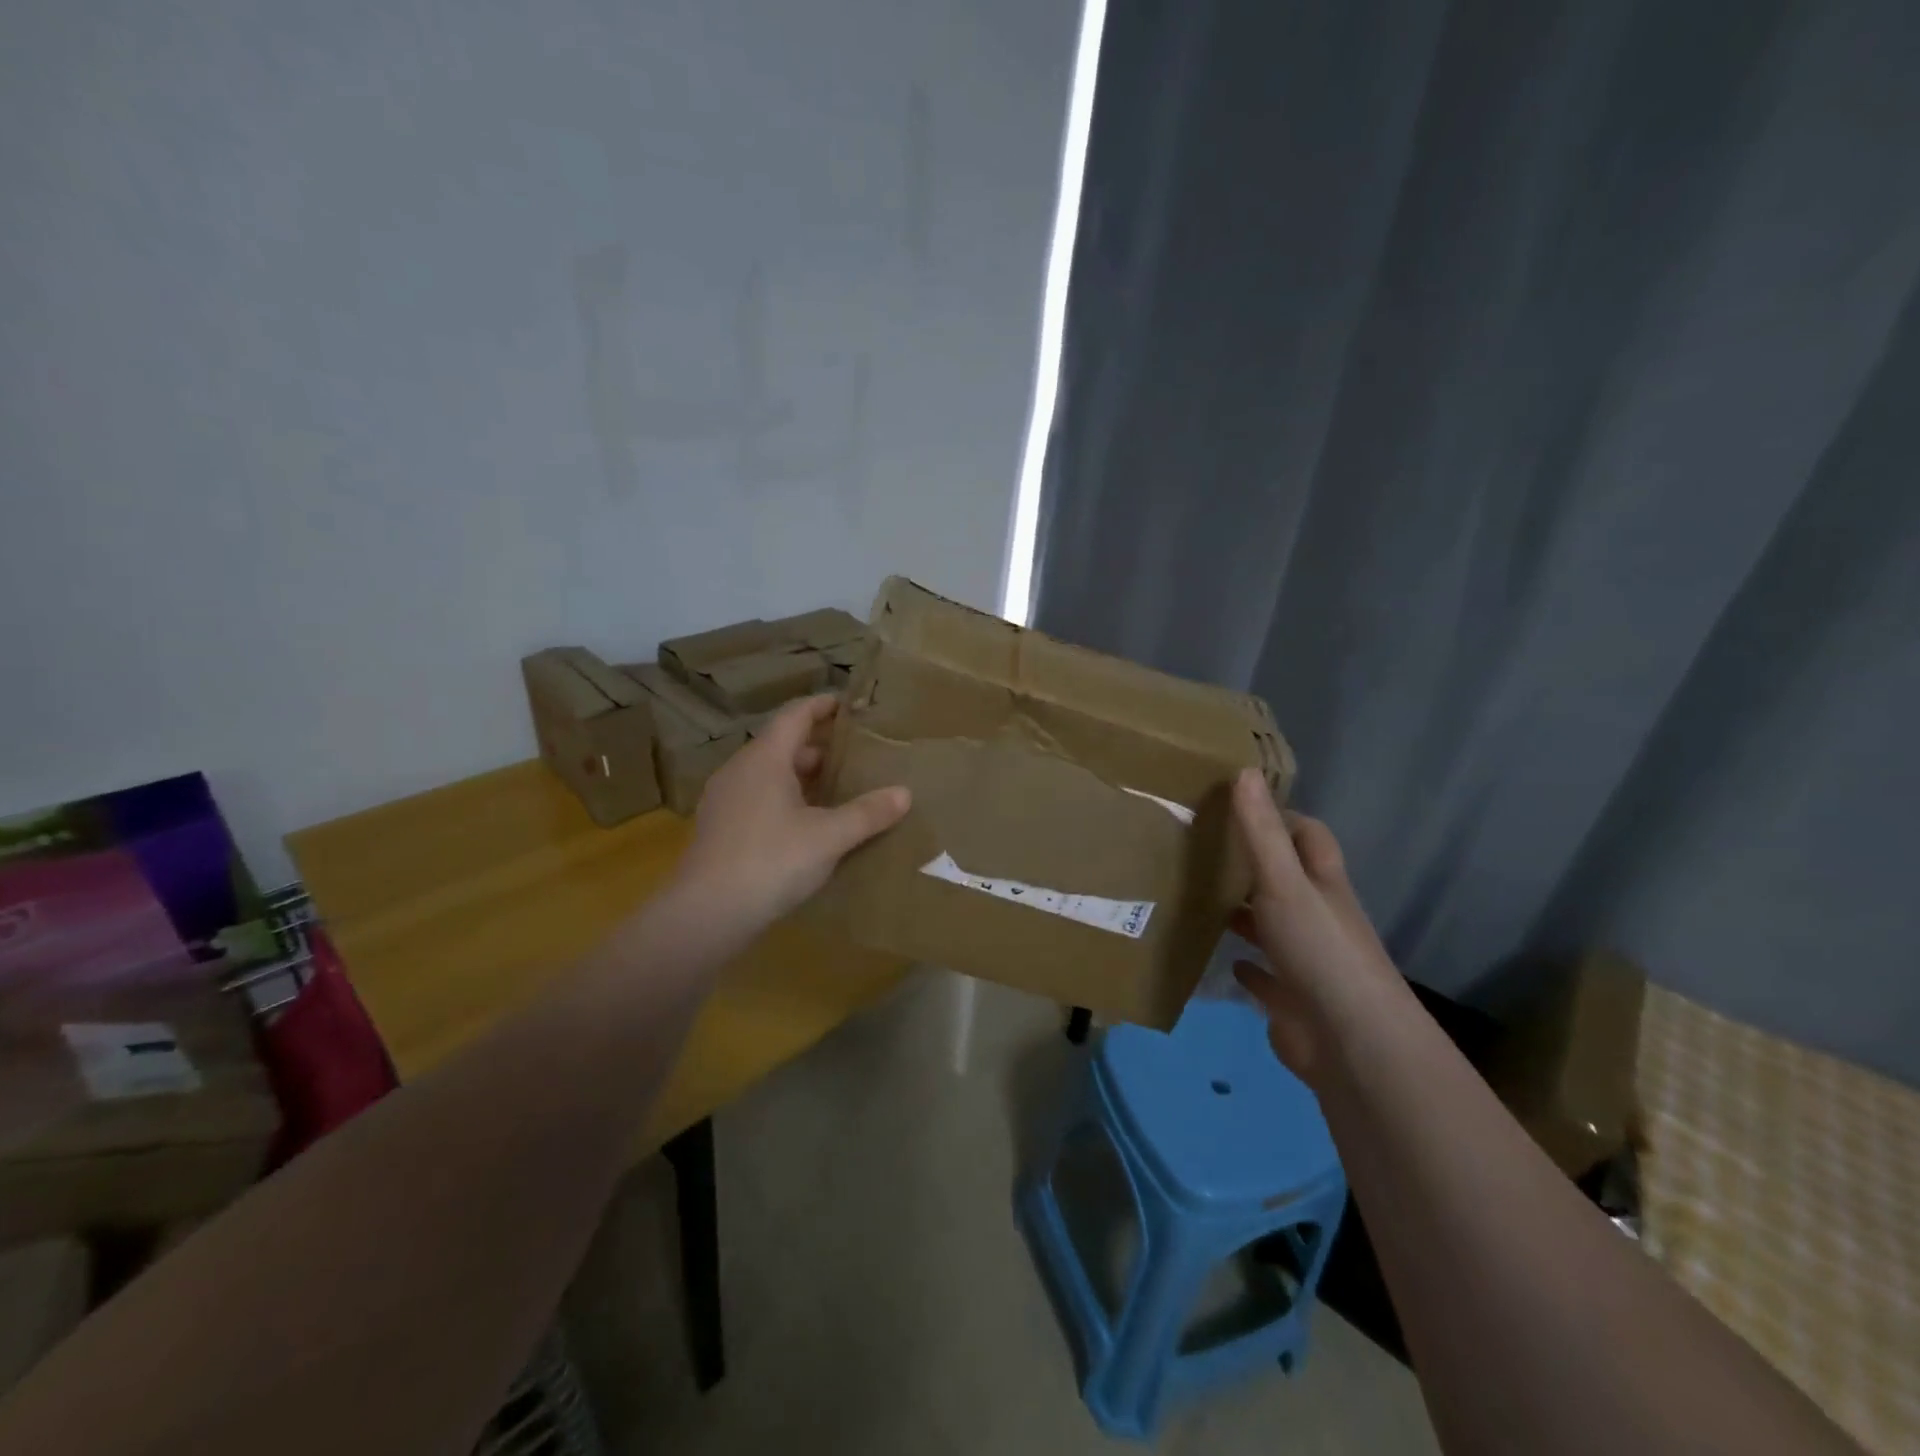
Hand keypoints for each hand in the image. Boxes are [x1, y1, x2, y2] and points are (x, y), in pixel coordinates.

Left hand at [671, 695, 909, 933]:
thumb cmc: (771, 861)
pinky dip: (786, 798)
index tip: (850, 705)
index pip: (795, 715)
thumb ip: (867, 813)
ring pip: (770, 773)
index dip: (822, 705)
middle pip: (782, 744)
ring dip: (802, 775)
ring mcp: (725, 799)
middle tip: (856, 755)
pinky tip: (807, 824)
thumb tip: (904, 793)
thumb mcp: (829, 837)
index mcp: (765, 758)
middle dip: (819, 746)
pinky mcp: (720, 827)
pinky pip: (759, 797)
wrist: (706, 914)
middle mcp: (741, 769)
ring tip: (838, 789)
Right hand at [1228, 769, 1407, 1086]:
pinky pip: (1265, 976)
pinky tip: (1224, 961)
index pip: (1309, 836)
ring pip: (1273, 926)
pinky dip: (1247, 966)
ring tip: (1201, 899)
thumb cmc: (1319, 950)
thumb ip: (1260, 832)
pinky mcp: (1293, 1000)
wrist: (1351, 1043)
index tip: (1238, 807)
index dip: (1283, 818)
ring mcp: (1307, 961)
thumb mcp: (1283, 882)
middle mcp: (1318, 917)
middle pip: (1289, 880)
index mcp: (1322, 885)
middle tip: (1205, 851)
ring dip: (1246, 914)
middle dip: (1255, 865)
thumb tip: (1244, 771)